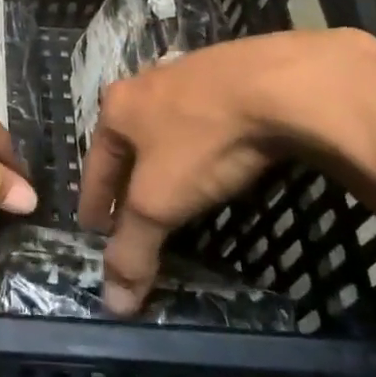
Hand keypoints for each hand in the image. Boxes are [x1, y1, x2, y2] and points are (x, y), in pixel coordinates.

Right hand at [76, 28, 375, 313]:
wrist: (281, 84)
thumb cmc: (203, 141)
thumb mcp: (160, 202)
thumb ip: (133, 249)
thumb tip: (113, 304)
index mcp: (116, 108)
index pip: (94, 166)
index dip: (94, 203)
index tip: (94, 230)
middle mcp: (145, 84)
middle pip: (128, 144)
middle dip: (127, 179)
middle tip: (132, 214)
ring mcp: (189, 73)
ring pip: (166, 127)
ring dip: (164, 158)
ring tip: (173, 187)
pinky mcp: (231, 72)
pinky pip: (204, 117)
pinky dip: (201, 142)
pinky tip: (216, 154)